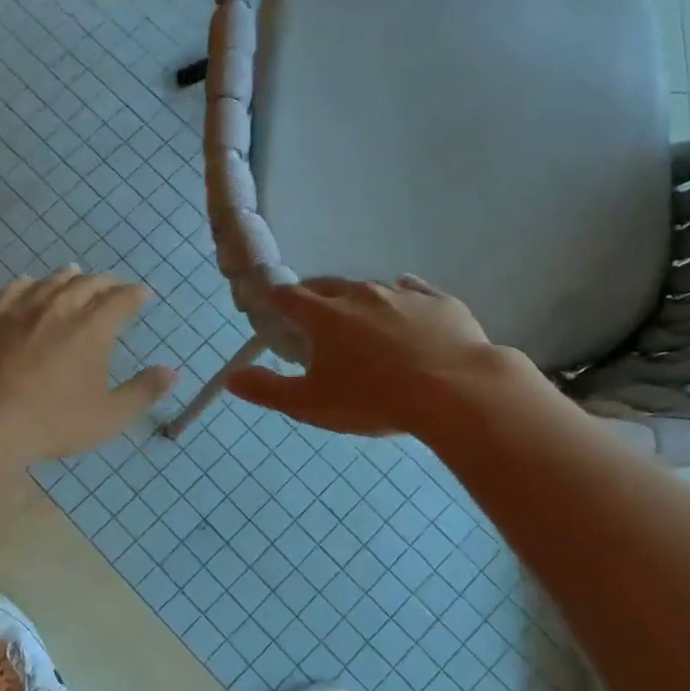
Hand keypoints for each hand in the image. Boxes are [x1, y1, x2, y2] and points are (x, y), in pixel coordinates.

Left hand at [0, 268, 177, 461]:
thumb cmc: (54, 420)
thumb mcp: (108, 416)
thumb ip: (143, 391)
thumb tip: (171, 372)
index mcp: (93, 328)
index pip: (122, 299)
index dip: (135, 295)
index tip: (143, 294)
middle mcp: (60, 307)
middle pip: (88, 284)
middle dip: (105, 282)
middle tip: (112, 286)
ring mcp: (22, 308)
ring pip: (51, 282)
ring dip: (68, 277)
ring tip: (75, 274)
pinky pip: (13, 289)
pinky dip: (28, 284)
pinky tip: (28, 284)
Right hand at [228, 276, 515, 436]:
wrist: (457, 392)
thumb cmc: (375, 400)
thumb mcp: (311, 405)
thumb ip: (268, 390)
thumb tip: (232, 378)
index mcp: (324, 315)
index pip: (288, 295)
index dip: (275, 300)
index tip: (272, 310)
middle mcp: (360, 294)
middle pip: (327, 285)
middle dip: (314, 298)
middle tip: (313, 322)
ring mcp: (402, 294)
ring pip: (370, 289)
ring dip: (358, 303)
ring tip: (361, 326)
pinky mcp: (439, 302)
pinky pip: (414, 291)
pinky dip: (403, 298)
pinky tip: (406, 310)